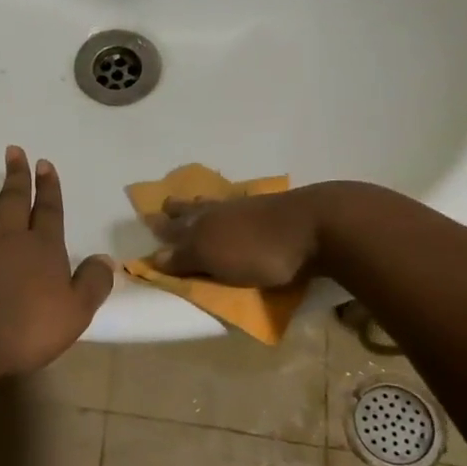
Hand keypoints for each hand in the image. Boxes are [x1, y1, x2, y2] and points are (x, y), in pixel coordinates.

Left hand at [0, 147, 115, 381]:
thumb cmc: (26, 331)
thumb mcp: (75, 313)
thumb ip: (93, 283)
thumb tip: (105, 258)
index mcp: (42, 249)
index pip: (49, 211)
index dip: (49, 188)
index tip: (45, 163)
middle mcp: (7, 237)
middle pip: (14, 199)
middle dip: (17, 174)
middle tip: (14, 149)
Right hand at [152, 185, 335, 287]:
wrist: (318, 226)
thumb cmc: (260, 250)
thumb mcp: (216, 260)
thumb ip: (185, 259)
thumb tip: (154, 256)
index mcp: (202, 223)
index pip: (174, 228)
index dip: (161, 229)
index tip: (148, 225)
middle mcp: (220, 211)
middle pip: (193, 210)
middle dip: (178, 211)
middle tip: (166, 208)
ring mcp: (248, 207)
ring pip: (217, 206)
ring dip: (202, 206)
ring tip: (195, 204)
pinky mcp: (274, 209)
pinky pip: (242, 207)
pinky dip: (231, 208)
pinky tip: (235, 209)